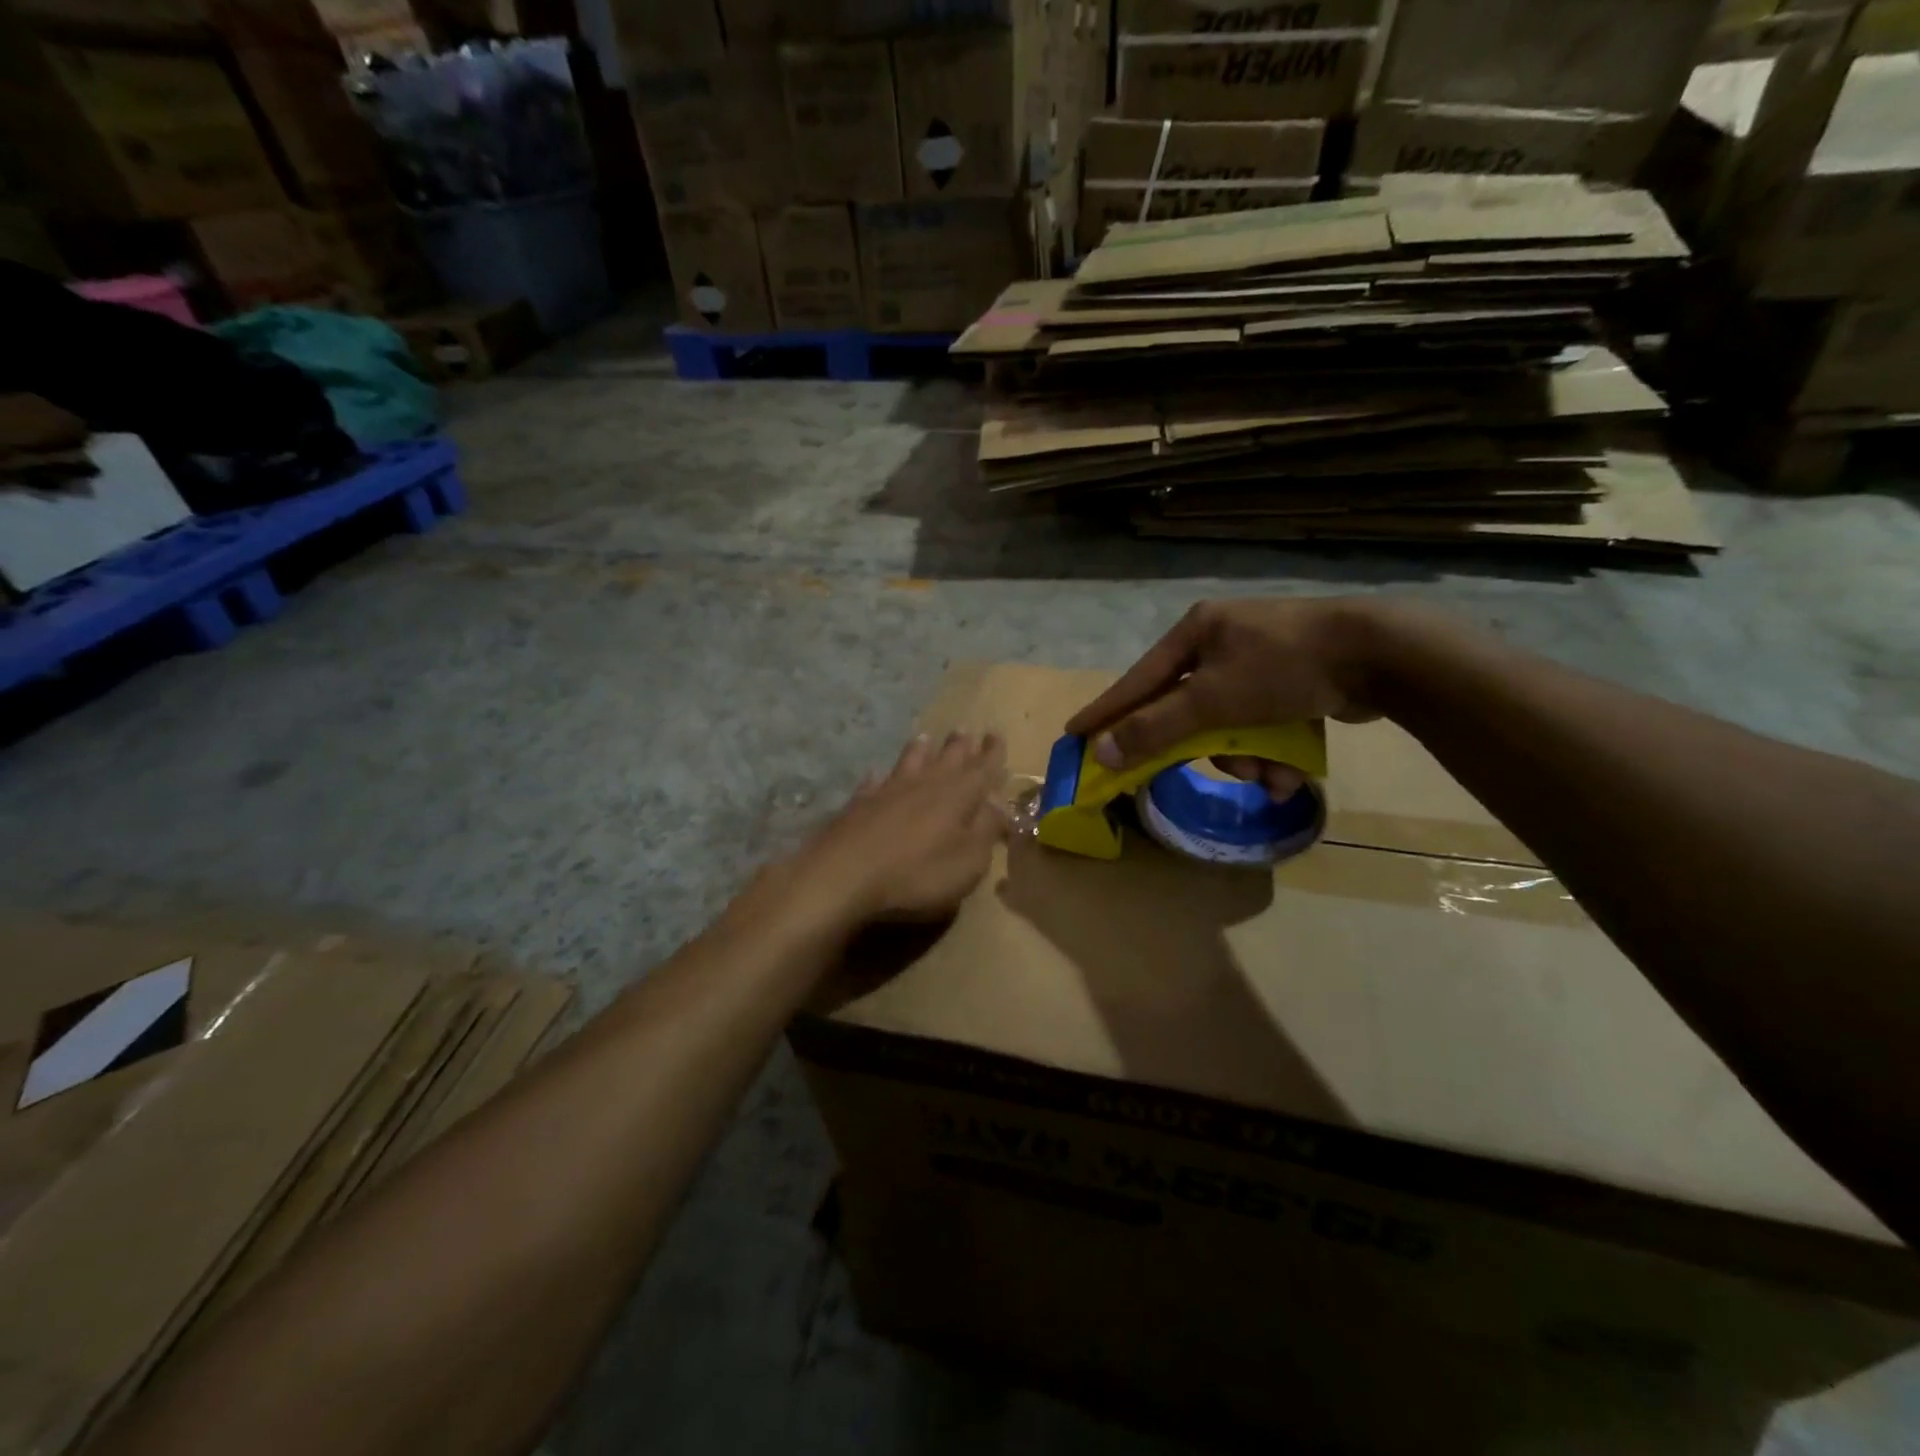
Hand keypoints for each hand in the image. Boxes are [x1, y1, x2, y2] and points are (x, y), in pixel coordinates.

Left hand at [780, 731, 1008, 930]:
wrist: (845, 874)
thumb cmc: (917, 873)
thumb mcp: (967, 861)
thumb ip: (986, 831)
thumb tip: (999, 806)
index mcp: (958, 796)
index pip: (982, 768)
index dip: (992, 753)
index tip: (997, 734)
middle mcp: (925, 784)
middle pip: (947, 758)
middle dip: (960, 745)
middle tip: (966, 730)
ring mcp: (889, 790)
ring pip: (909, 761)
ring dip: (920, 749)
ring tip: (925, 737)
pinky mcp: (859, 803)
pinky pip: (873, 783)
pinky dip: (880, 777)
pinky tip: (876, 775)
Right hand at [1065, 598, 1387, 796]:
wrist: (1380, 654)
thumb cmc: (1283, 668)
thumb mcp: (1212, 701)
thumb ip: (1156, 728)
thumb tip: (1102, 750)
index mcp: (1196, 632)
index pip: (1137, 680)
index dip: (1106, 711)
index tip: (1075, 733)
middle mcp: (1222, 640)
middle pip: (1187, 707)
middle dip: (1201, 747)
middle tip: (1188, 772)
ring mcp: (1259, 658)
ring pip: (1228, 722)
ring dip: (1244, 758)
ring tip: (1268, 778)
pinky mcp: (1292, 679)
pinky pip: (1262, 722)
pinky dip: (1270, 750)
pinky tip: (1288, 773)